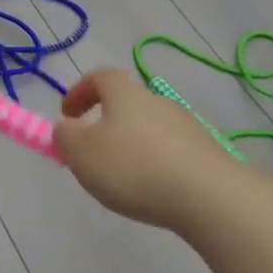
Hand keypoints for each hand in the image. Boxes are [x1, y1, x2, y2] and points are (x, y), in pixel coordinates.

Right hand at [55, 69, 243, 233]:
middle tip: (91, 152)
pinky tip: (151, 188)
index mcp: (125, 95)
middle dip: (105, 123)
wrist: (208, 196)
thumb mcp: (81, 153)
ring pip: (148, 128)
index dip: (80, 91)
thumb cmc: (133, 168)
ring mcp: (186, 125)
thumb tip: (67, 127)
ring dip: (131, 144)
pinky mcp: (205, 151)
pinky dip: (154, 162)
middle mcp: (157, 101)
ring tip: (121, 177)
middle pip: (126, 103)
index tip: (67, 114)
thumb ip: (65, 136)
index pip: (100, 76)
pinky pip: (169, 150)